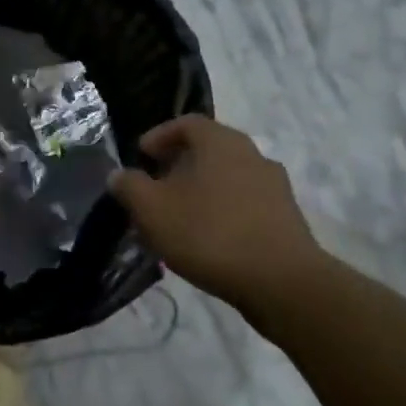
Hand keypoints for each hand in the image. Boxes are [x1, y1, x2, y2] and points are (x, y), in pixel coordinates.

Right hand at [109, 116, 327, 312]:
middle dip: (179, 164)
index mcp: (220, 142)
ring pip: (228, 176)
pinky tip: (207, 237)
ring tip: (179, 215)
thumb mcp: (151, 209)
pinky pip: (245, 201)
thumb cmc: (208, 233)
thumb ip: (129, 186)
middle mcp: (252, 154)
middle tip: (155, 186)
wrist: (281, 282)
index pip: (186, 123)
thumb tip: (119, 175)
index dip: (159, 135)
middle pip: (209, 149)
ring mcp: (274, 185)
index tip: (141, 156)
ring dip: (201, 188)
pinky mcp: (286, 216)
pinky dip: (222, 209)